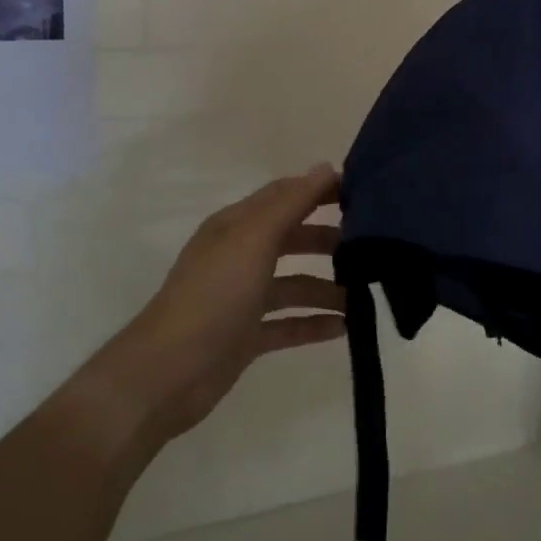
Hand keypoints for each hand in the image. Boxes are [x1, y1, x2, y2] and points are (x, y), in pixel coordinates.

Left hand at [93, 165, 346, 450]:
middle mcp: (239, 256)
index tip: (363, 193)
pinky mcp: (246, 337)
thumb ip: (291, 203)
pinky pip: (289, 324)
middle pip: (292, 238)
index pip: (284, 196)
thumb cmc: (214, 295)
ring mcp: (242, 298)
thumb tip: (326, 167)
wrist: (168, 373)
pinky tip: (345, 329)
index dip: (320, 190)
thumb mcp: (253, 240)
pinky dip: (314, 324)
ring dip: (327, 287)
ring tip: (366, 295)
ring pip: (294, 284)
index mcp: (237, 227)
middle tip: (372, 246)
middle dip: (328, 239)